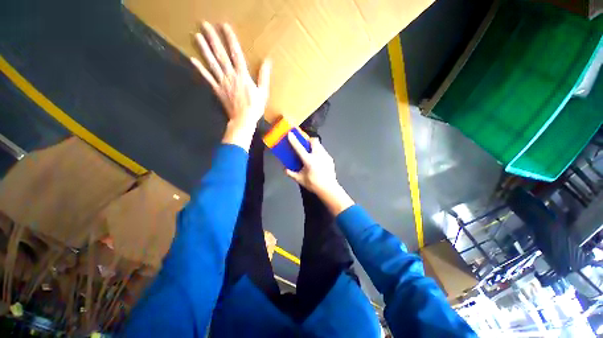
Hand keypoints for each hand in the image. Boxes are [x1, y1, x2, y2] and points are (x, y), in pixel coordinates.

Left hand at [191, 22, 270, 148]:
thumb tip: (268, 61)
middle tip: (204, 24)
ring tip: (196, 36)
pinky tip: (193, 60)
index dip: (230, 39)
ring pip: (212, 63)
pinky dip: (200, 69)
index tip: (224, 26)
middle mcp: (231, 76)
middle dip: (213, 39)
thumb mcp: (263, 92)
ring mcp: (222, 83)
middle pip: (221, 55)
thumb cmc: (255, 107)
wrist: (243, 120)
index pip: (236, 54)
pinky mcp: (217, 90)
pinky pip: (207, 78)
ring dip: (204, 49)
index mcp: (243, 75)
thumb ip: (264, 76)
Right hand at [286, 133, 353, 214]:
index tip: (290, 133)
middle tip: (304, 144)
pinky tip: (318, 161)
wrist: (329, 189)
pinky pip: (323, 152)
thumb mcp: (300, 180)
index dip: (294, 140)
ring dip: (314, 146)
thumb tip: (285, 170)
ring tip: (311, 153)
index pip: (299, 148)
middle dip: (308, 140)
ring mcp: (325, 156)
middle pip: (314, 141)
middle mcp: (318, 155)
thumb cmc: (314, 184)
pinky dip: (319, 153)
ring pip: (319, 146)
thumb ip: (291, 174)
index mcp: (309, 160)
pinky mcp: (330, 159)